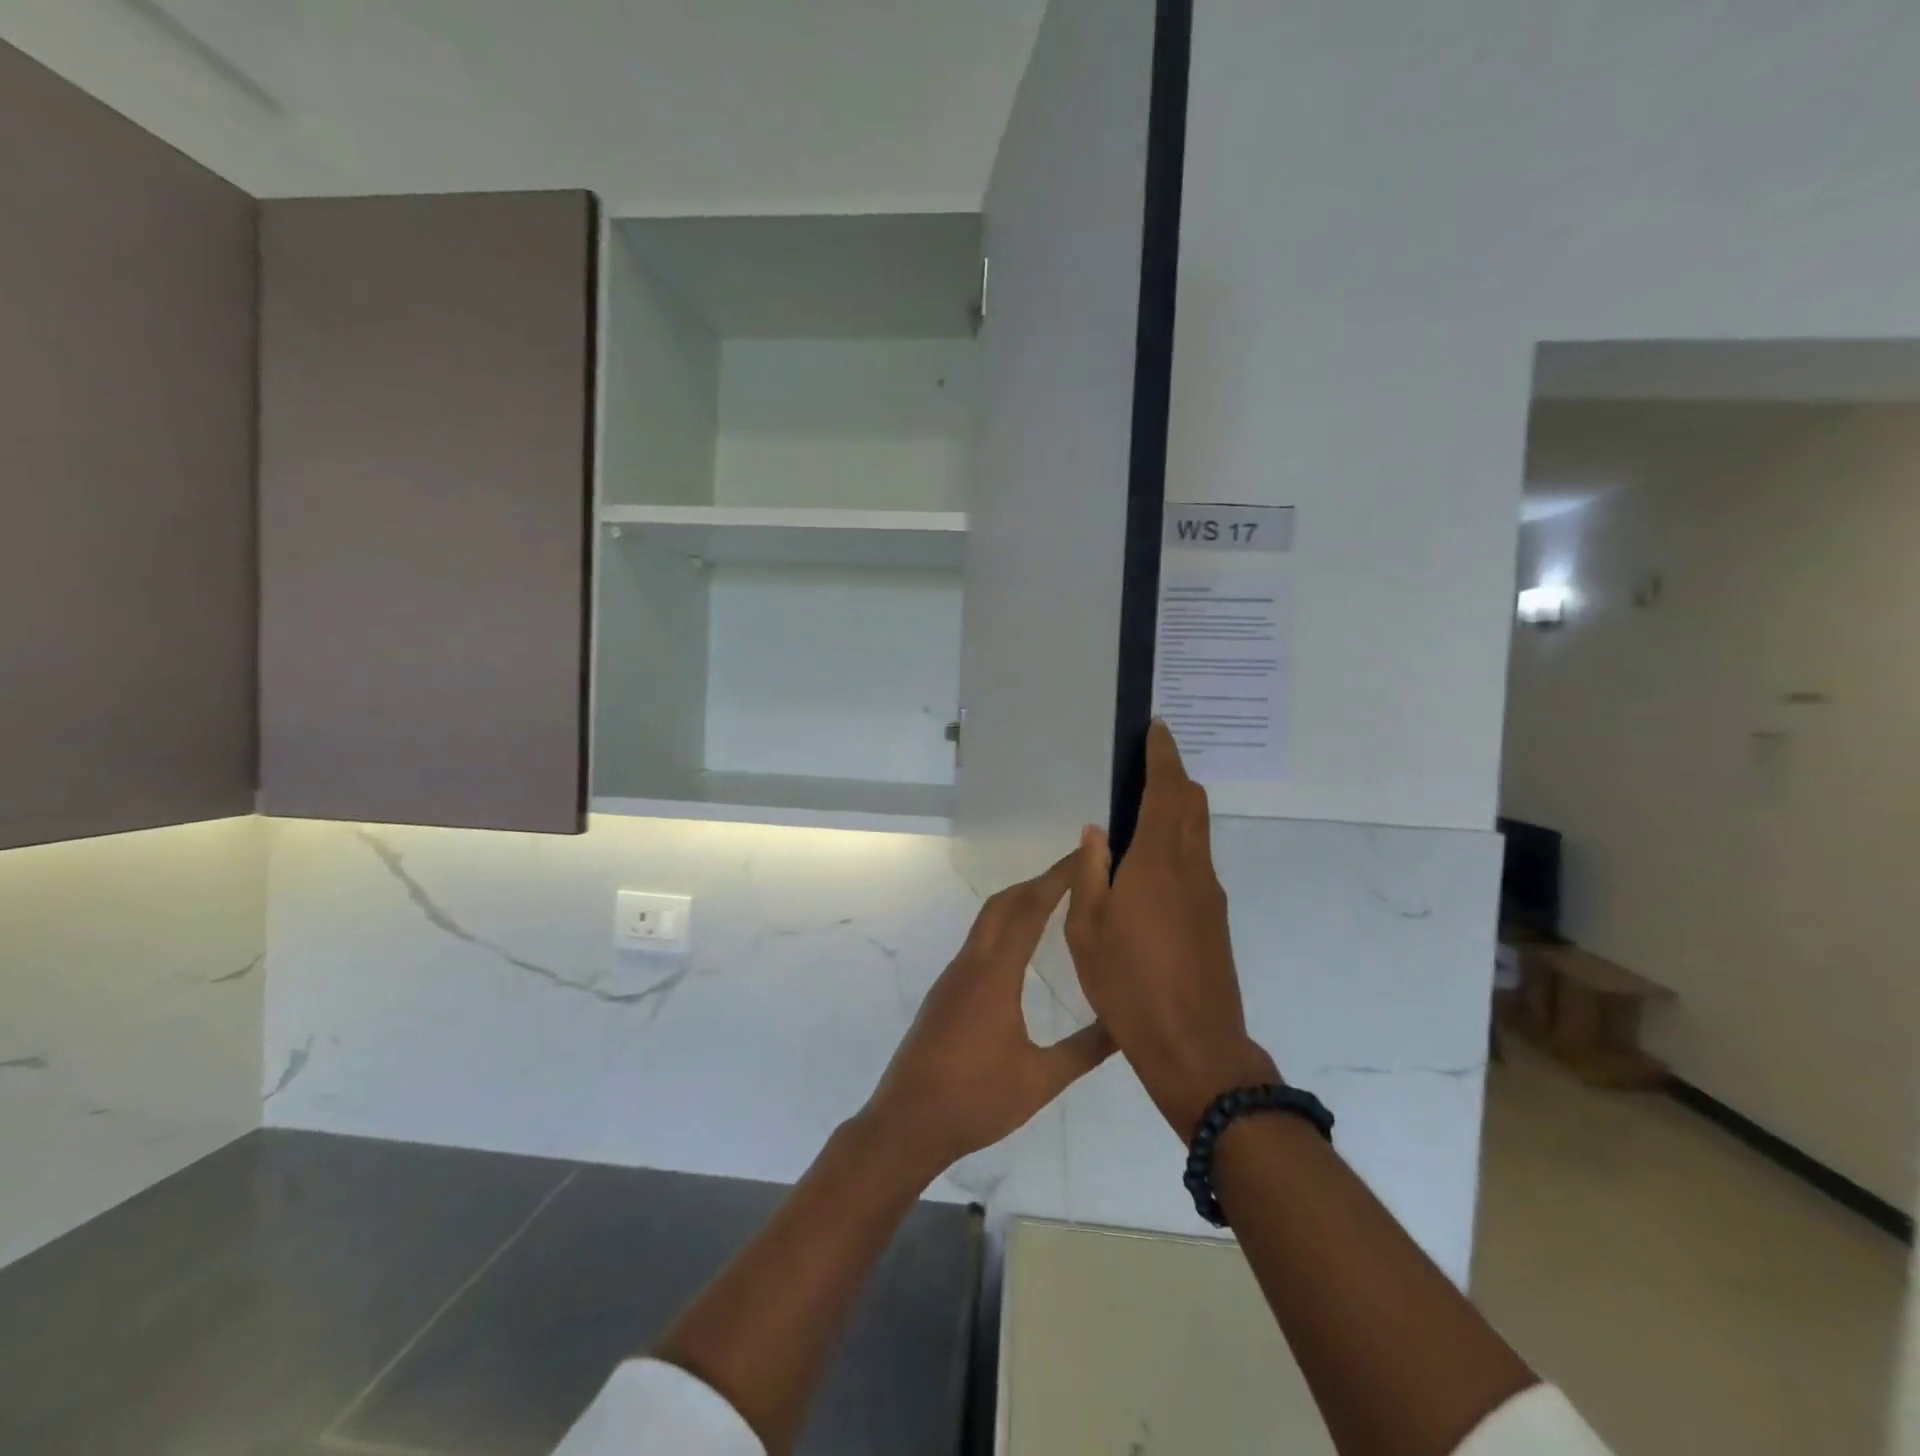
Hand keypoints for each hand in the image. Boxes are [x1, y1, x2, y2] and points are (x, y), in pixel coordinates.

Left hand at [862, 854, 1115, 1179]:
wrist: (906, 1123)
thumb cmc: (975, 1101)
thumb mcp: (1040, 1080)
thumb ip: (1085, 1050)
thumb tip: (1126, 1025)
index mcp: (995, 974)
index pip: (1030, 909)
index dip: (1058, 878)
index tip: (1084, 856)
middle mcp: (971, 963)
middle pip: (1004, 903)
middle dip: (1039, 881)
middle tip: (1077, 873)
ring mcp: (953, 976)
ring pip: (988, 921)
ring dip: (1020, 902)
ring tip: (1055, 900)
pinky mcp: (945, 992)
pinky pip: (980, 941)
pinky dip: (1005, 925)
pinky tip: (1021, 946)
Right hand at [1066, 721, 1278, 1137]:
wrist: (1194, 1046)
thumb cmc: (1129, 985)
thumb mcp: (1088, 929)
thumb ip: (1091, 873)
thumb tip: (1096, 830)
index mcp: (1157, 863)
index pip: (1167, 792)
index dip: (1163, 756)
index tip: (1157, 728)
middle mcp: (1192, 868)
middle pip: (1192, 804)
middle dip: (1174, 776)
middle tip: (1147, 764)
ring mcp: (1209, 893)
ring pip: (1199, 832)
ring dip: (1178, 808)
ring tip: (1144, 809)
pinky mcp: (1214, 917)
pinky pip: (1198, 860)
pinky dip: (1179, 841)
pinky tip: (1151, 864)